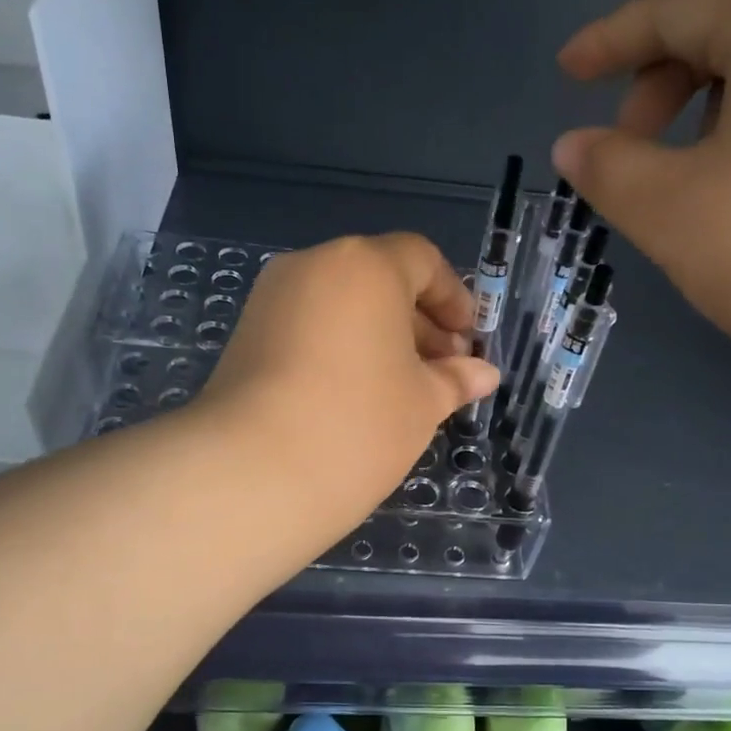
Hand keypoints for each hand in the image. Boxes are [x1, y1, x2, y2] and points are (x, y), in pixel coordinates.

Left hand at [195, 233, 498, 541]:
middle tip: (443, 371)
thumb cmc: (360, 423)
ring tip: (404, 389)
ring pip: (341, 305)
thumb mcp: (423, 402)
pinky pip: (309, 327)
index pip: (421, 260)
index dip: (453, 298)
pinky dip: (341, 348)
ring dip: (379, 337)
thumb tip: (483, 374)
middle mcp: (314, 266)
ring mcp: (272, 299)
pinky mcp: (246, 335)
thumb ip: (455, 379)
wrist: (255, 471)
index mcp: (366, 266)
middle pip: (379, 279)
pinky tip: (357, 396)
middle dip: (418, 322)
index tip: (468, 341)